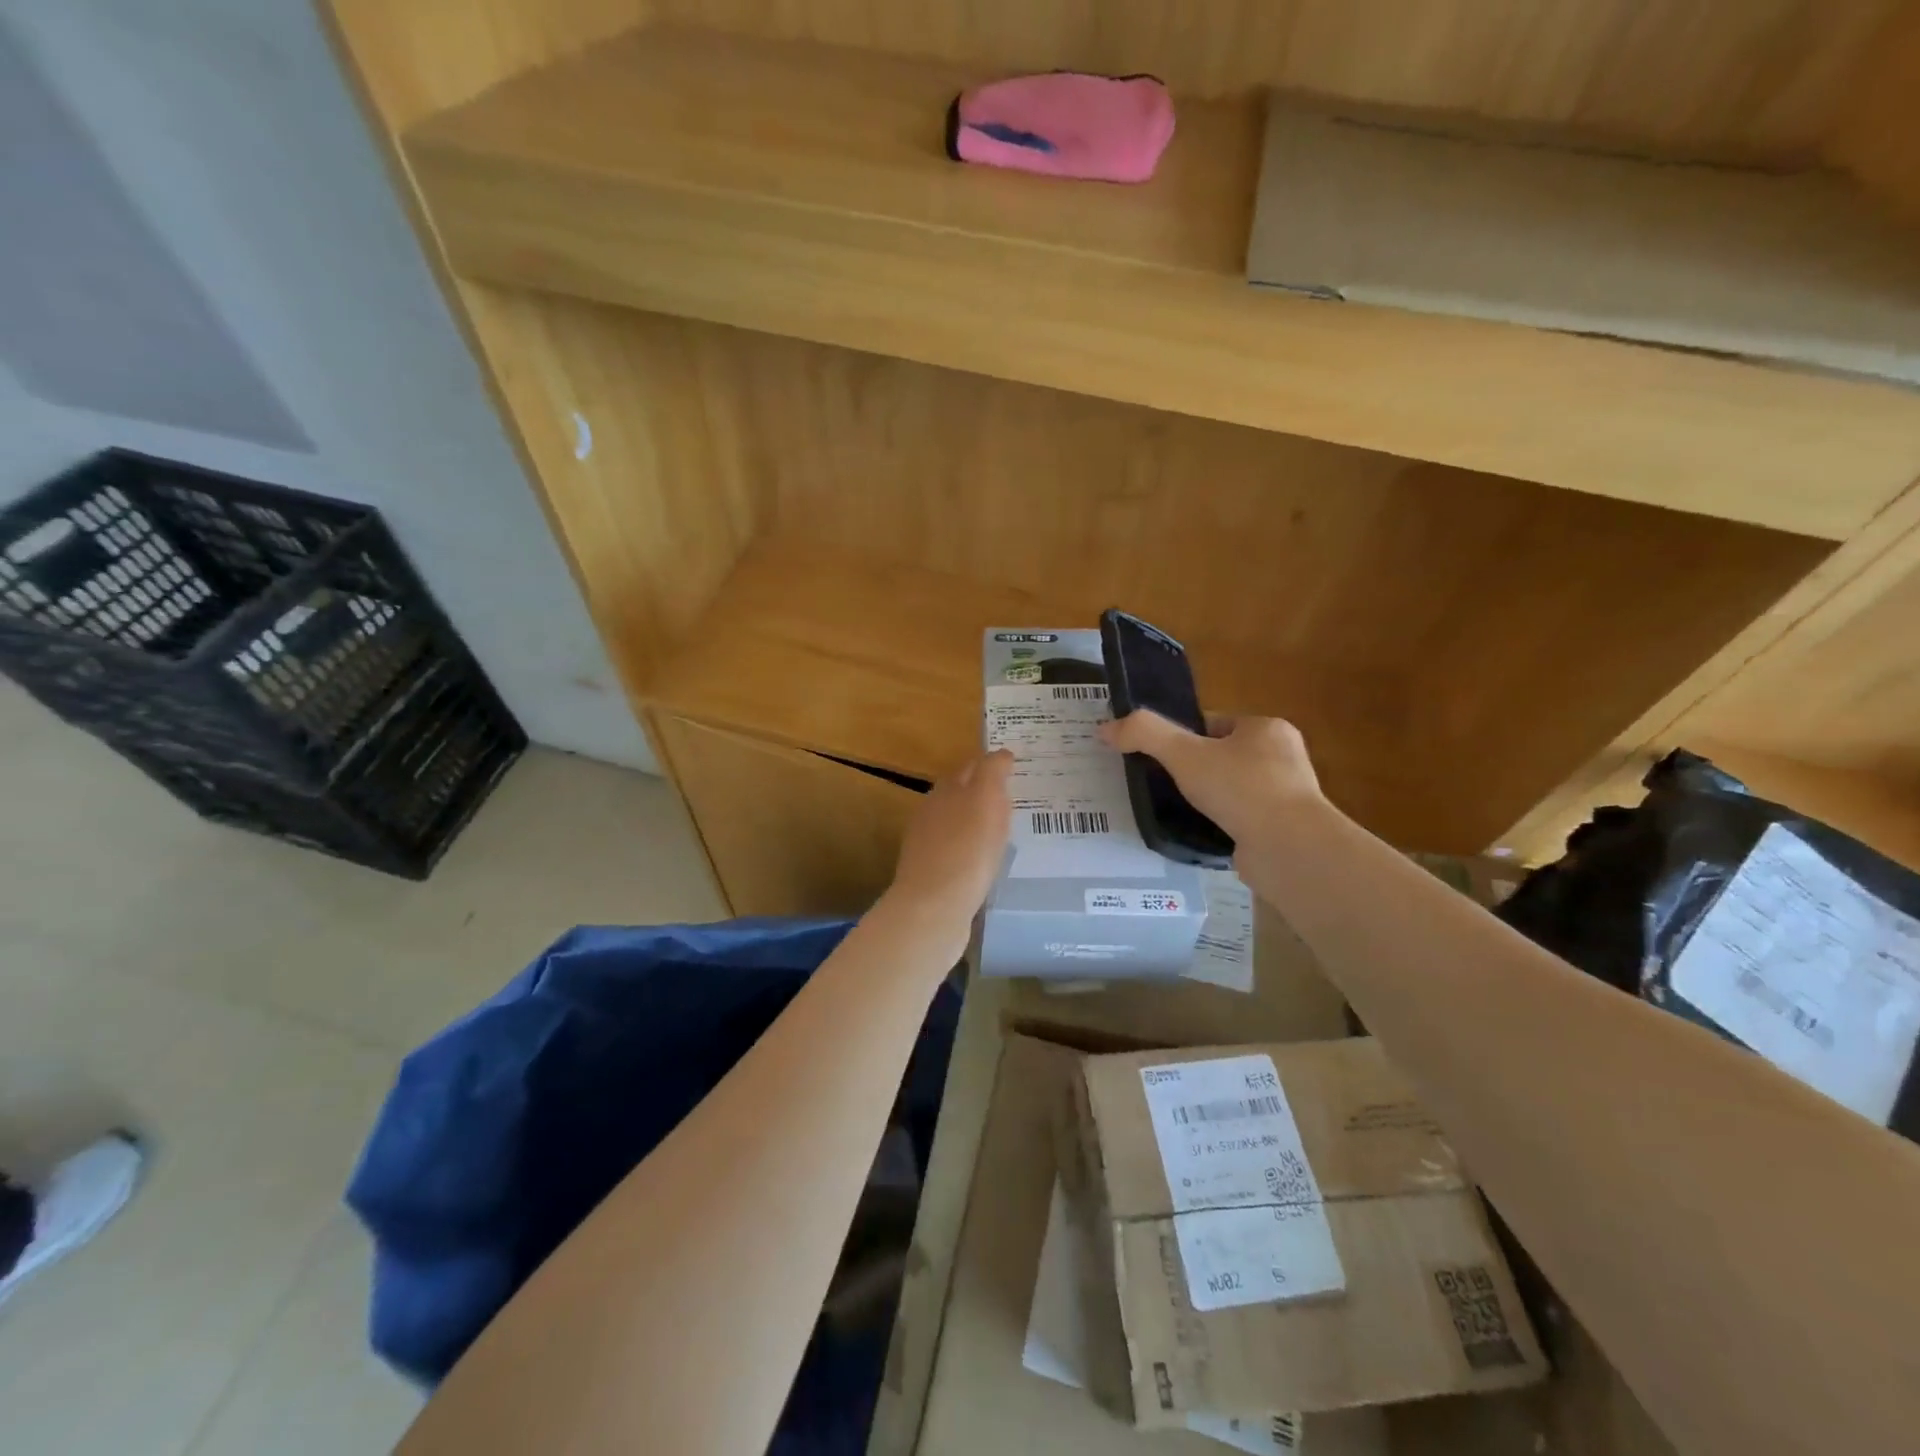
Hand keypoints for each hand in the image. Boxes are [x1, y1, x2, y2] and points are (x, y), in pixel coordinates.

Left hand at [885, 750, 1013, 927]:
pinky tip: (986, 861)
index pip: (972, 767)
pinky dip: (973, 850)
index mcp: (946, 790)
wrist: (934, 907)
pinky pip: (958, 853)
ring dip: (978, 823)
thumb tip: (1001, 754)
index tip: (1016, 770)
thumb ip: (992, 772)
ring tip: (1006, 831)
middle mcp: (932, 812)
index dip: (993, 766)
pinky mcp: (932, 875)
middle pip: (961, 794)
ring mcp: (928, 845)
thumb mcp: (985, 798)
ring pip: (958, 824)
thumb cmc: (966, 849)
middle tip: (1015, 799)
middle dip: (984, 792)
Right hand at [1098, 711, 1322, 846]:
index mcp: (1267, 729)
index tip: (1158, 758)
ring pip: (1232, 790)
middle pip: (1222, 757)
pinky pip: (1242, 820)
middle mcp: (1284, 758)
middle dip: (1195, 771)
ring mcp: (1287, 796)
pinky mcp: (1284, 830)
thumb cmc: (1240, 788)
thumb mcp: (1184, 753)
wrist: (1288, 848)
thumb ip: (1144, 734)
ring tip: (1178, 812)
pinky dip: (1222, 825)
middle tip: (1163, 787)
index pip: (1214, 724)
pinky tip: (1201, 834)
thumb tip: (1105, 728)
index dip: (1183, 738)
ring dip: (1208, 800)